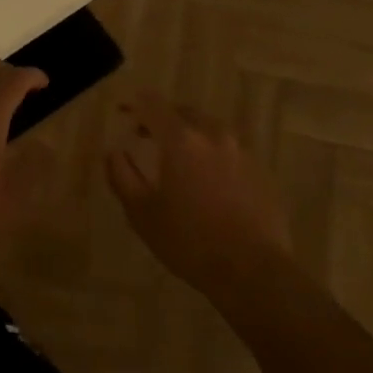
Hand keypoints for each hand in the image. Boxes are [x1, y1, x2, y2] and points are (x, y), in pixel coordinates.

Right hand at [106, 92, 293, 299]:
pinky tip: (207, 182)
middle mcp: (213, 134)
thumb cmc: (189, 241)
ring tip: (177, 160)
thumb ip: (122, 176)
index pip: (153, 103)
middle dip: (162, 119)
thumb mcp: (142, 213)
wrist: (253, 269)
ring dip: (189, 136)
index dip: (134, 103)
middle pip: (183, 112)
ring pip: (208, 129)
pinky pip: (228, 150)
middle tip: (146, 136)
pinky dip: (211, 155)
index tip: (122, 111)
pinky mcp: (259, 169)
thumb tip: (113, 152)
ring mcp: (241, 150)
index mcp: (182, 138)